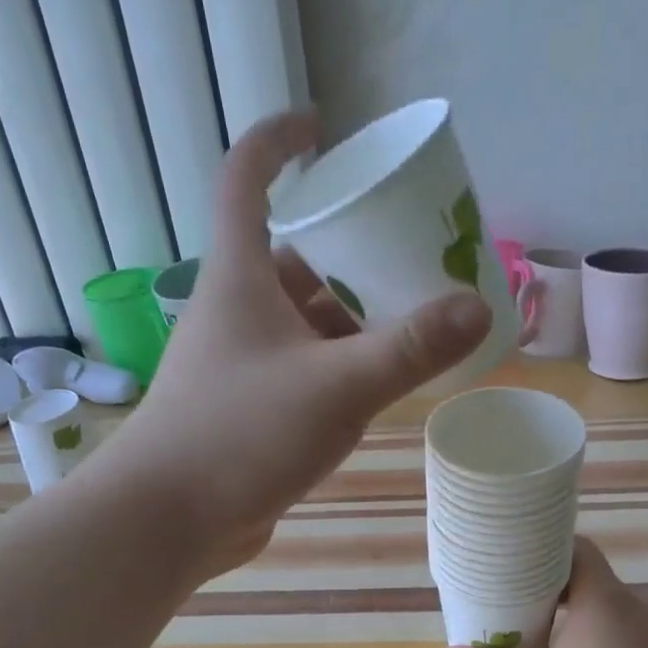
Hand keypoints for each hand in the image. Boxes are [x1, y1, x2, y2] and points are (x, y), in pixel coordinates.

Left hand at [122, 112, 491, 575]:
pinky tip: (382, 381)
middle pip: (295, 258)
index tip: (323, 127)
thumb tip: (476, 307)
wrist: (170, 519)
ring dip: (353, 317)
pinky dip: (342, 366)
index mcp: (241, 278)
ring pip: (305, 322)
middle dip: (351, 251)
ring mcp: (244, 364)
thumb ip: (410, 349)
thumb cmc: (242, 434)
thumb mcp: (338, 386)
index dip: (279, 141)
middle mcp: (238, 311)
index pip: (247, 180)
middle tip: (412, 251)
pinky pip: (306, 369)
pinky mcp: (252, 410)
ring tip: (415, 318)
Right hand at [438, 538, 647, 647]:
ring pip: (609, 615)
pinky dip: (599, 647)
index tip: (515, 558)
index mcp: (605, 600)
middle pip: (590, 582)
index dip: (545, 548)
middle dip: (552, 591)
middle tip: (514, 602)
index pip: (578, 549)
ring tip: (540, 639)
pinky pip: (627, 643)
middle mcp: (637, 610)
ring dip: (576, 622)